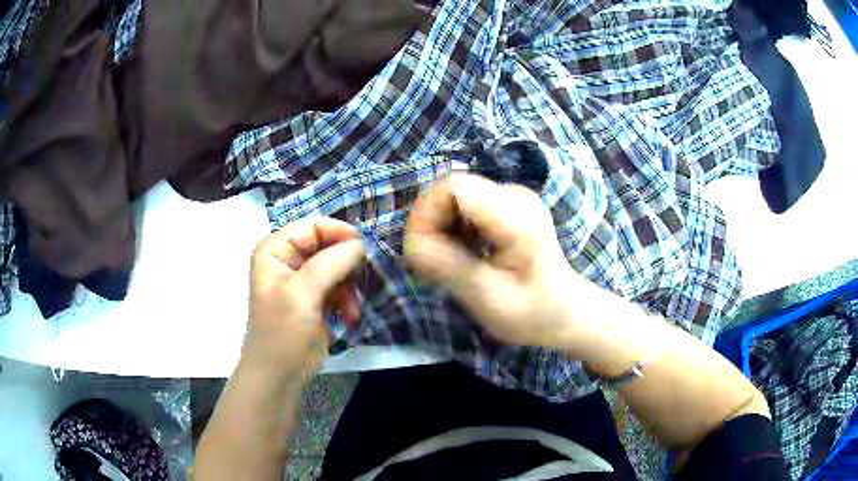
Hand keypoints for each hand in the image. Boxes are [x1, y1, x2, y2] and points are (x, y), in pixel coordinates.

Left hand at [242, 217, 365, 381]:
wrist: (279, 376)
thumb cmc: (282, 332)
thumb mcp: (302, 294)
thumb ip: (331, 263)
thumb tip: (362, 244)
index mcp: (275, 249)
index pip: (313, 226)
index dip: (340, 234)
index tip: (365, 251)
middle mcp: (288, 259)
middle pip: (328, 246)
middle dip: (347, 265)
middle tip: (363, 281)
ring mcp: (302, 280)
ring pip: (338, 268)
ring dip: (350, 288)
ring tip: (353, 310)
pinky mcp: (315, 299)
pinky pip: (339, 288)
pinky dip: (348, 301)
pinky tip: (350, 318)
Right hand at [404, 174, 594, 351]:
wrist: (565, 311)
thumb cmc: (532, 312)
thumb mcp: (486, 297)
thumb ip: (446, 266)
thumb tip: (409, 243)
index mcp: (515, 215)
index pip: (453, 186)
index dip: (426, 213)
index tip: (424, 251)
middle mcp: (514, 194)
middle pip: (451, 188)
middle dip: (433, 222)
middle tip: (437, 261)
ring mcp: (513, 196)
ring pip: (455, 195)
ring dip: (442, 226)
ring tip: (453, 260)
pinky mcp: (508, 204)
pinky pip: (466, 204)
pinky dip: (455, 227)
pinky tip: (466, 252)